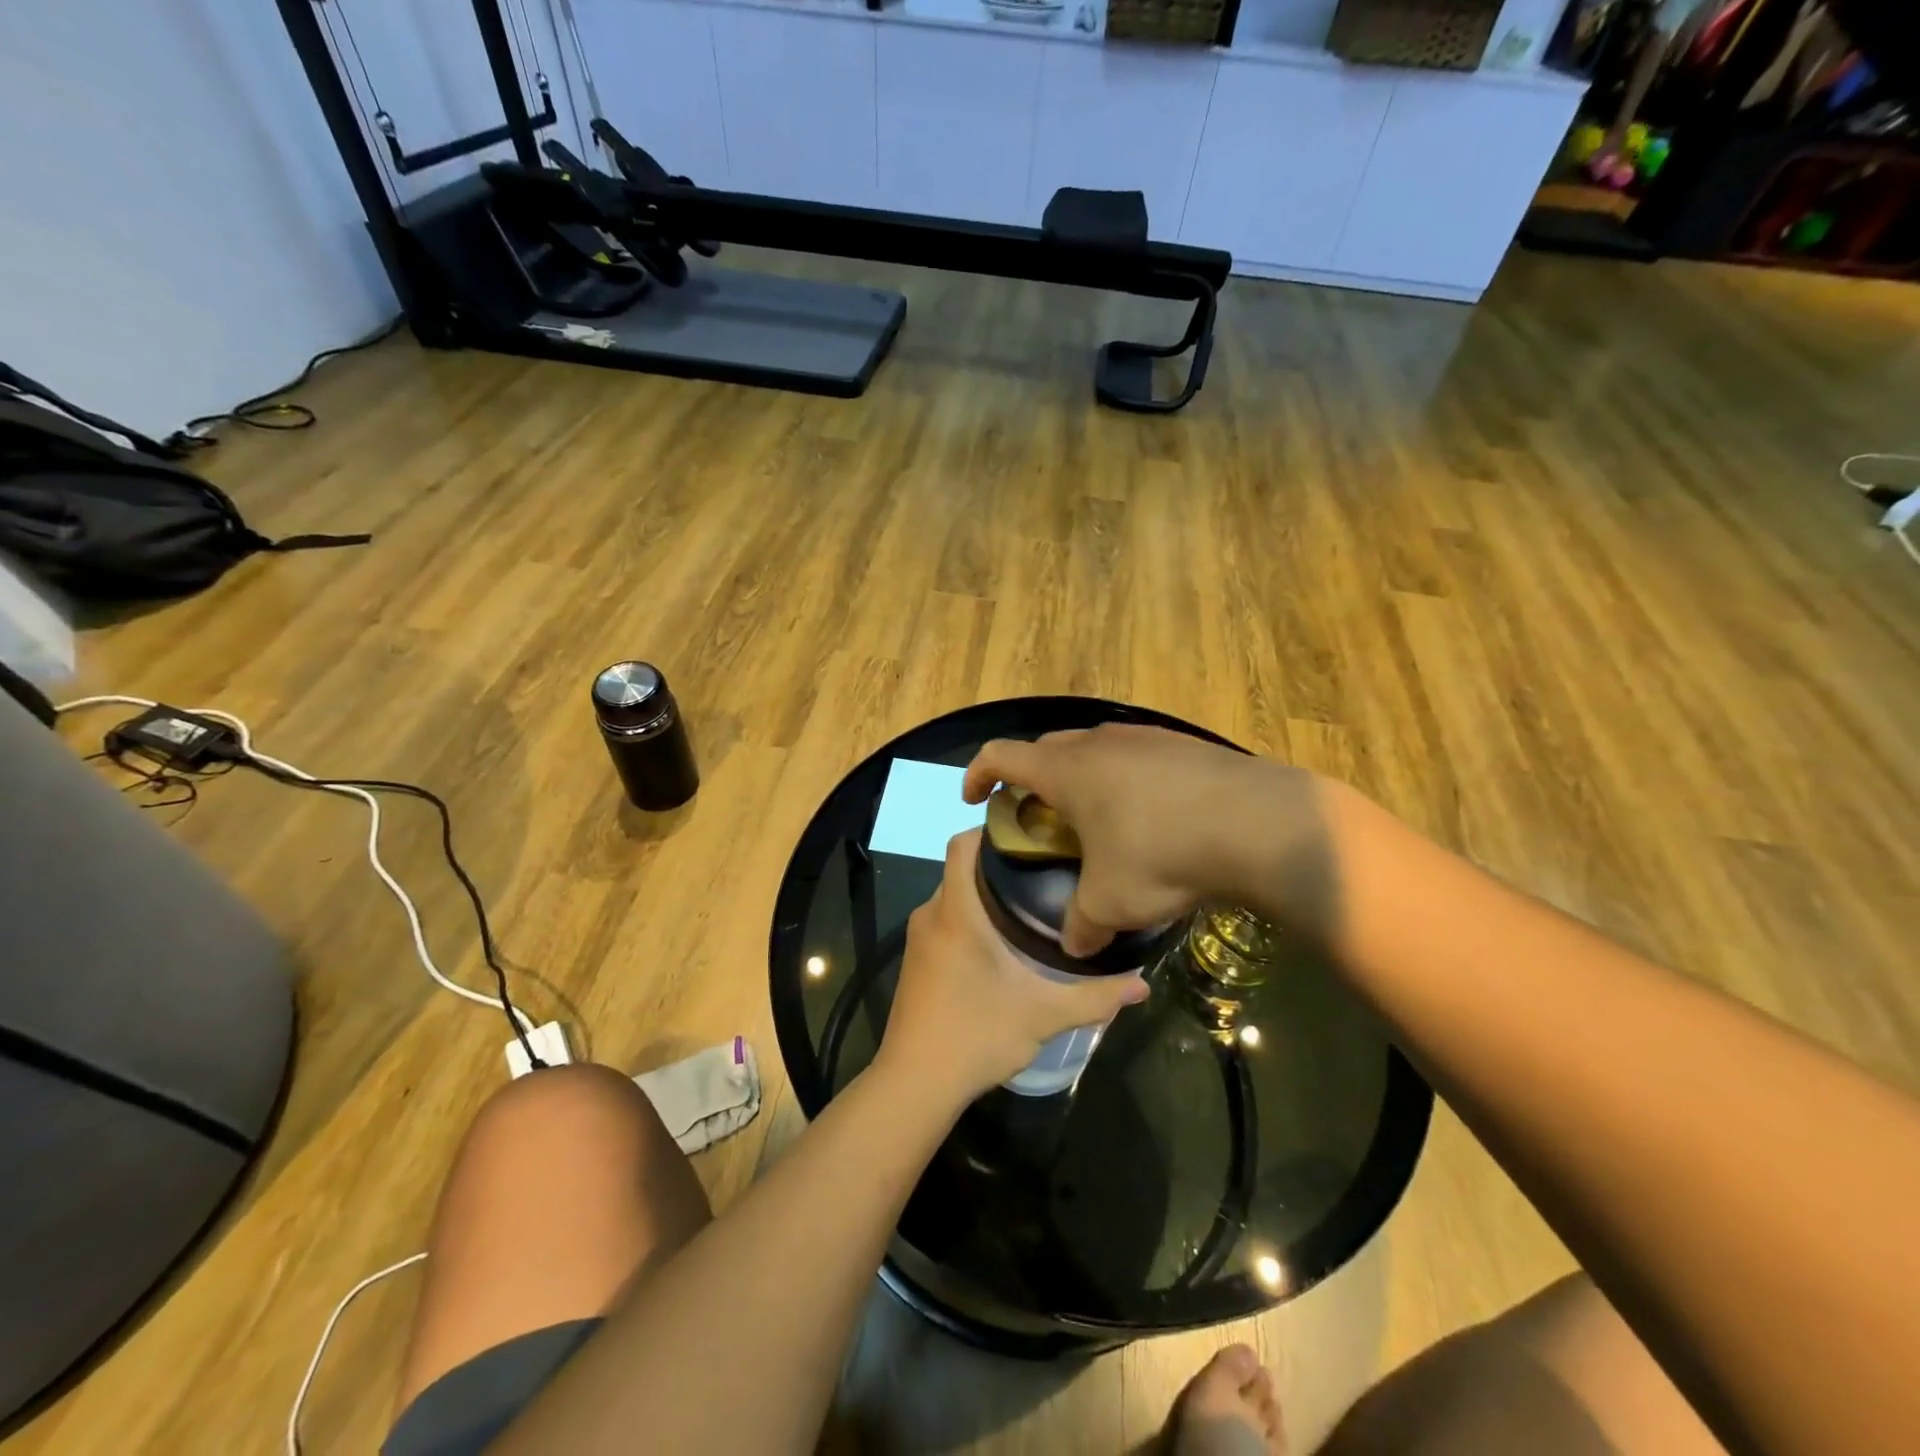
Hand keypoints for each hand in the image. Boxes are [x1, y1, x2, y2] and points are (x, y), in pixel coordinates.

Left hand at [877, 830, 1149, 1107]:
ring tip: (1033, 902)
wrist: (914, 1084)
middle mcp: (931, 914)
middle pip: (962, 868)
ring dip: (985, 893)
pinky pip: (945, 920)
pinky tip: (1003, 941)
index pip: (961, 844)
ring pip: (954, 896)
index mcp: (956, 912)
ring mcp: (919, 939)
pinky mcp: (916, 961)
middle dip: (999, 864)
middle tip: (1047, 870)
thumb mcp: (1043, 1015)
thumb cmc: (976, 1035)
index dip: (991, 830)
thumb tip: (1143, 985)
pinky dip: (971, 917)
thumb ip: (1095, 996)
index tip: (1031, 834)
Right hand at [962, 725, 1338, 955]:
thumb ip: (1082, 925)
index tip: (975, 799)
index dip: (978, 775)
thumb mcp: (1112, 902)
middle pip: (1047, 748)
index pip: (1001, 756)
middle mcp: (1099, 743)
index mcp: (1067, 770)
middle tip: (1039, 816)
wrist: (1259, 823)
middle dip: (1033, 778)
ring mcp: (1146, 737)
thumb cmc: (1162, 854)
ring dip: (1082, 776)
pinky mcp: (1185, 744)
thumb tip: (1074, 947)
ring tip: (1096, 817)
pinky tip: (1151, 814)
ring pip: (1095, 748)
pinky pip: (1138, 755)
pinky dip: (1126, 778)